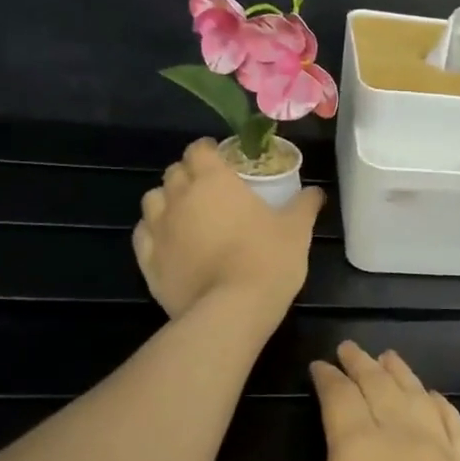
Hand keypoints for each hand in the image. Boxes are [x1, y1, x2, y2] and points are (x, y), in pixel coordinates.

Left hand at [133, 138, 324, 318]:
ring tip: (186, 214)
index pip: (199, 149)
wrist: (232, 311)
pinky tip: (170, 242)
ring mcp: (158, 230)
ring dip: (167, 201)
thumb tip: (316, 191)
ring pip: (152, 200)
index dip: (209, 151)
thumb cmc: (267, 259)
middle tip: (210, 189)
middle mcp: (179, 197)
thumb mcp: (296, 229)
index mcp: (213, 180)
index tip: (223, 160)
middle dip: (189, 174)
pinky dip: (154, 232)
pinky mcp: (148, 261)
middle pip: (174, 172)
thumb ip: (304, 204)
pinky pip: (143, 235)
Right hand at [221, 342, 459, 460]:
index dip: (327, 376)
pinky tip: (436, 398)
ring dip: (400, 373)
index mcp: (357, 448)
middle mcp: (401, 436)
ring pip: (418, 396)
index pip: (339, 396)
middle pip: (379, 385)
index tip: (319, 364)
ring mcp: (443, 452)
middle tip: (351, 347)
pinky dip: (442, 403)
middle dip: (361, 364)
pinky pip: (455, 423)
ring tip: (389, 358)